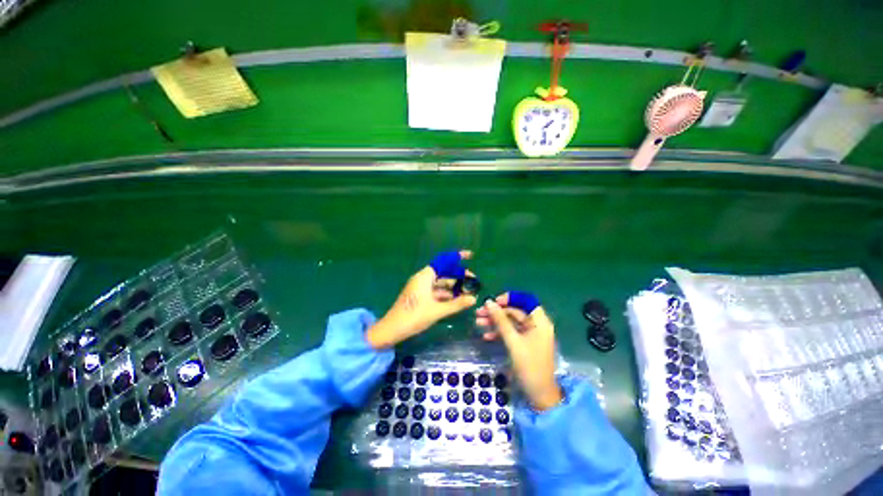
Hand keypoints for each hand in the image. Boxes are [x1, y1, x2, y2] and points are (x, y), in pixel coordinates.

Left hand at [366, 250, 477, 349]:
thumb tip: (474, 299)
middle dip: (458, 276)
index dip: (457, 257)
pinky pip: (435, 290)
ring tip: (468, 292)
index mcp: (425, 276)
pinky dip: (446, 294)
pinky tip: (456, 299)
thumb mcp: (437, 311)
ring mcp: (420, 287)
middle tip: (473, 281)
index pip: (443, 261)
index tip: (470, 256)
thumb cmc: (414, 317)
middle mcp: (422, 278)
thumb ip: (456, 304)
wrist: (392, 330)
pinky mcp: (419, 296)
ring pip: (440, 283)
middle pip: (443, 272)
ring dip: (453, 287)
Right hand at [476, 292, 561, 410]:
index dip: (509, 299)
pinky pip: (510, 332)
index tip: (493, 302)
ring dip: (495, 322)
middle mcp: (536, 325)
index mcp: (539, 321)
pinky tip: (486, 336)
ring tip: (478, 322)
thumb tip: (489, 302)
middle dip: (497, 312)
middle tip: (479, 313)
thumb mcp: (513, 342)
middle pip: (515, 311)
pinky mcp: (524, 343)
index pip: (525, 301)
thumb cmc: (529, 366)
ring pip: (510, 322)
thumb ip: (501, 321)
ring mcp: (529, 334)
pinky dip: (499, 333)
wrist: (539, 394)